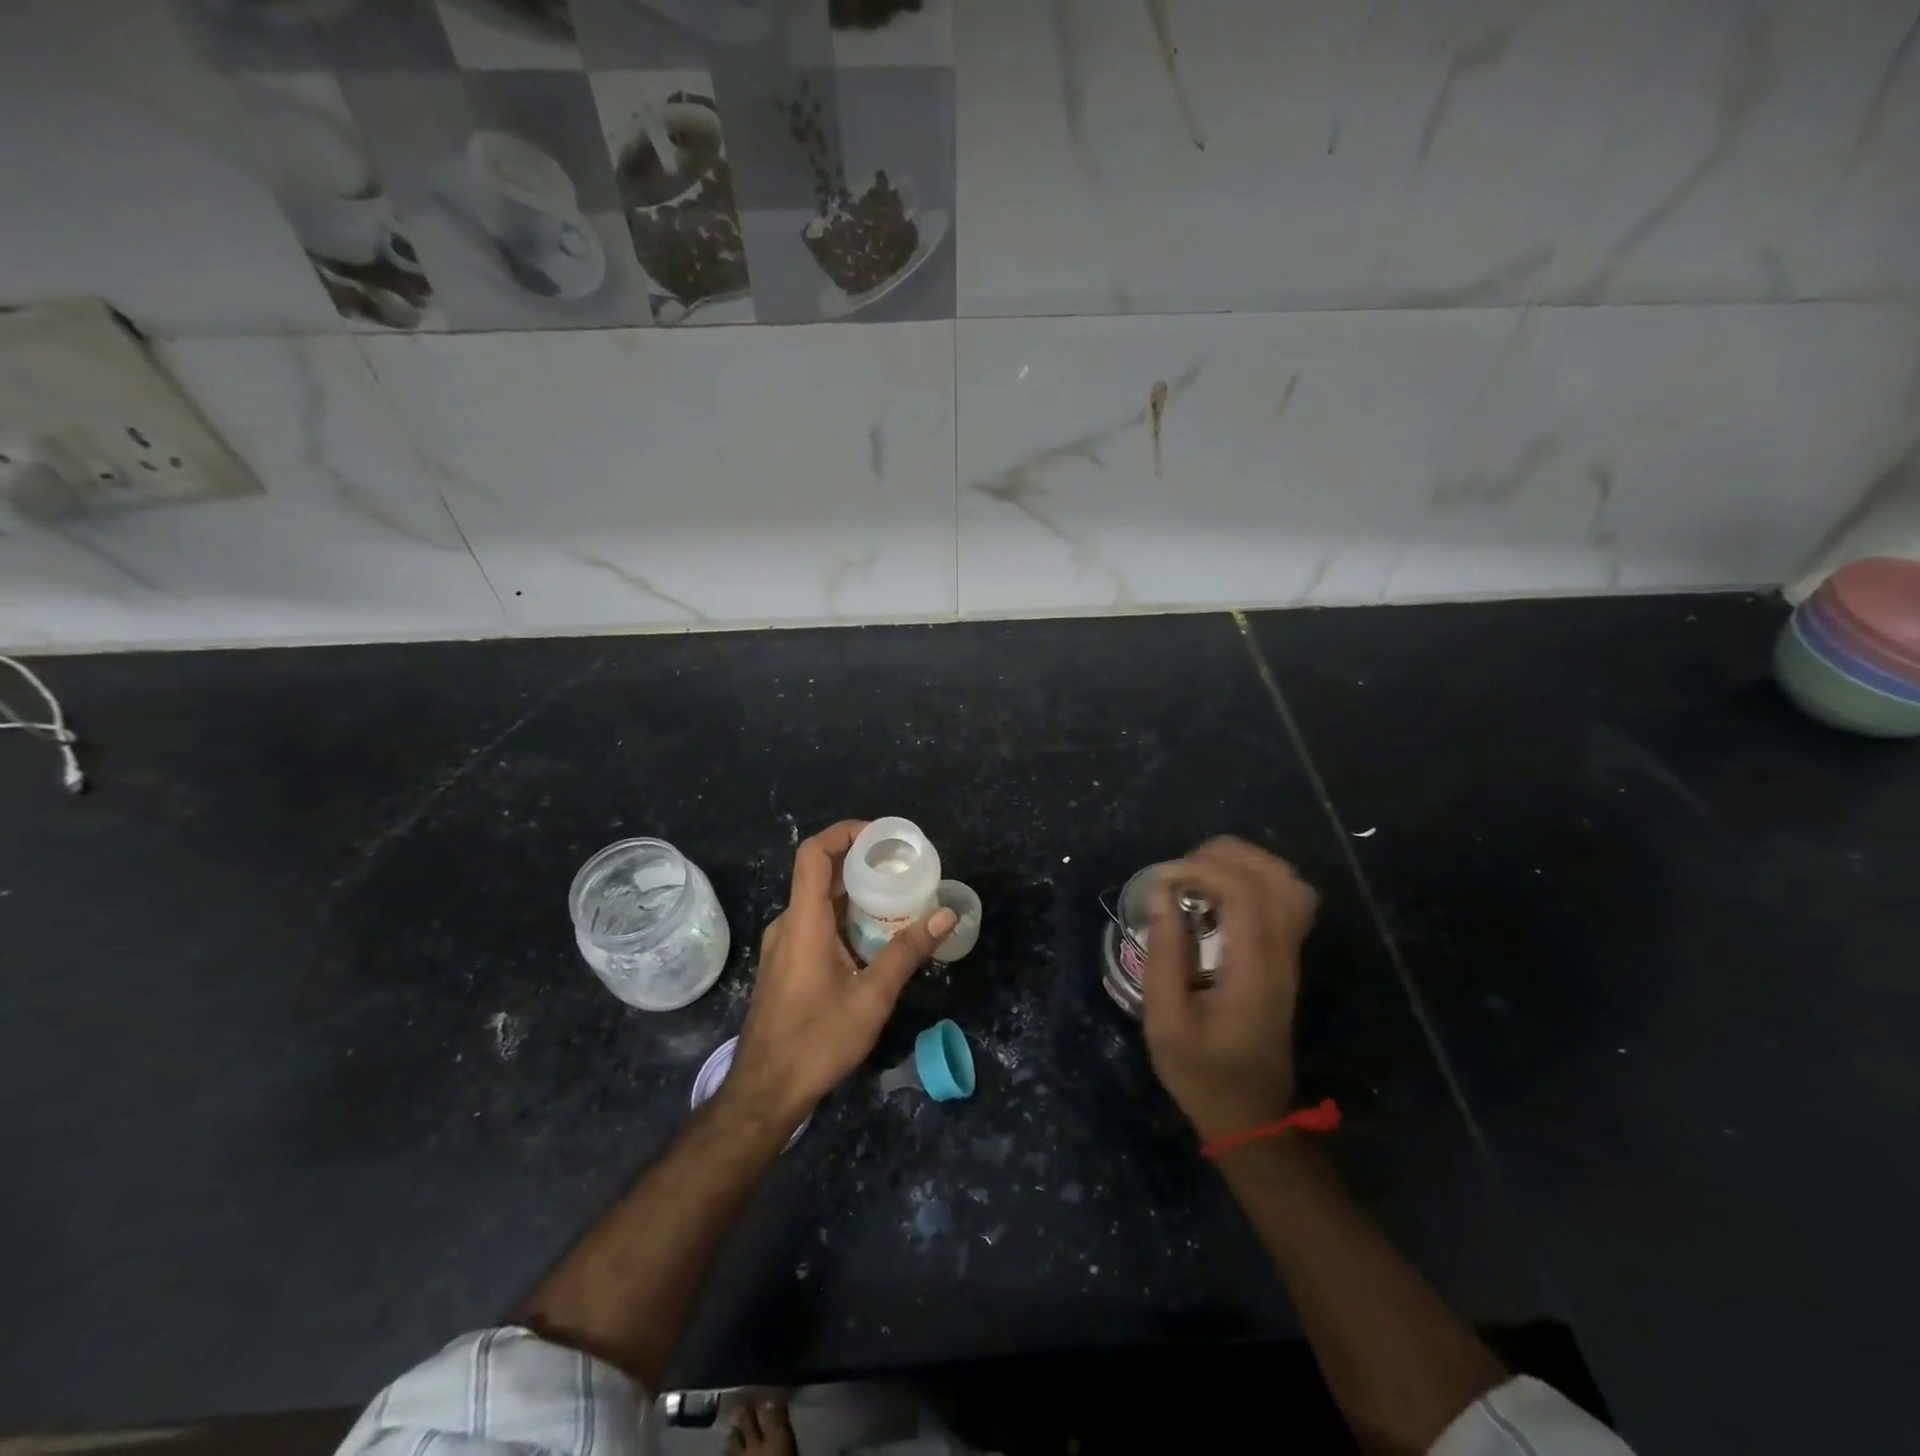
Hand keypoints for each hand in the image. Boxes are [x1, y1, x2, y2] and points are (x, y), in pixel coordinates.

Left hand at [726, 820, 956, 1127]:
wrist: (765, 1092)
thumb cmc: (816, 1042)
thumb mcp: (871, 998)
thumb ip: (907, 952)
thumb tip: (945, 913)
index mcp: (803, 921)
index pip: (814, 854)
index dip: (845, 833)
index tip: (882, 836)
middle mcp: (789, 924)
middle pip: (821, 875)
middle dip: (863, 864)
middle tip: (905, 868)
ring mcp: (784, 945)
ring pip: (821, 902)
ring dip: (857, 895)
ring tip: (899, 899)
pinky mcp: (786, 964)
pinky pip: (816, 924)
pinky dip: (846, 918)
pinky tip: (876, 937)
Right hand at [1142, 837, 1318, 1141]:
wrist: (1251, 1115)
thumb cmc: (1201, 1073)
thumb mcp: (1166, 1022)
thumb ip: (1164, 955)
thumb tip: (1162, 894)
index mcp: (1253, 971)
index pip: (1245, 894)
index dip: (1203, 870)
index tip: (1164, 879)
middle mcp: (1282, 956)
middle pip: (1275, 877)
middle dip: (1225, 856)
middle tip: (1181, 871)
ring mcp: (1291, 956)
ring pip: (1289, 883)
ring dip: (1244, 863)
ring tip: (1200, 874)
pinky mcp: (1288, 959)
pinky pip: (1288, 899)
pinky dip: (1257, 879)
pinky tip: (1222, 893)